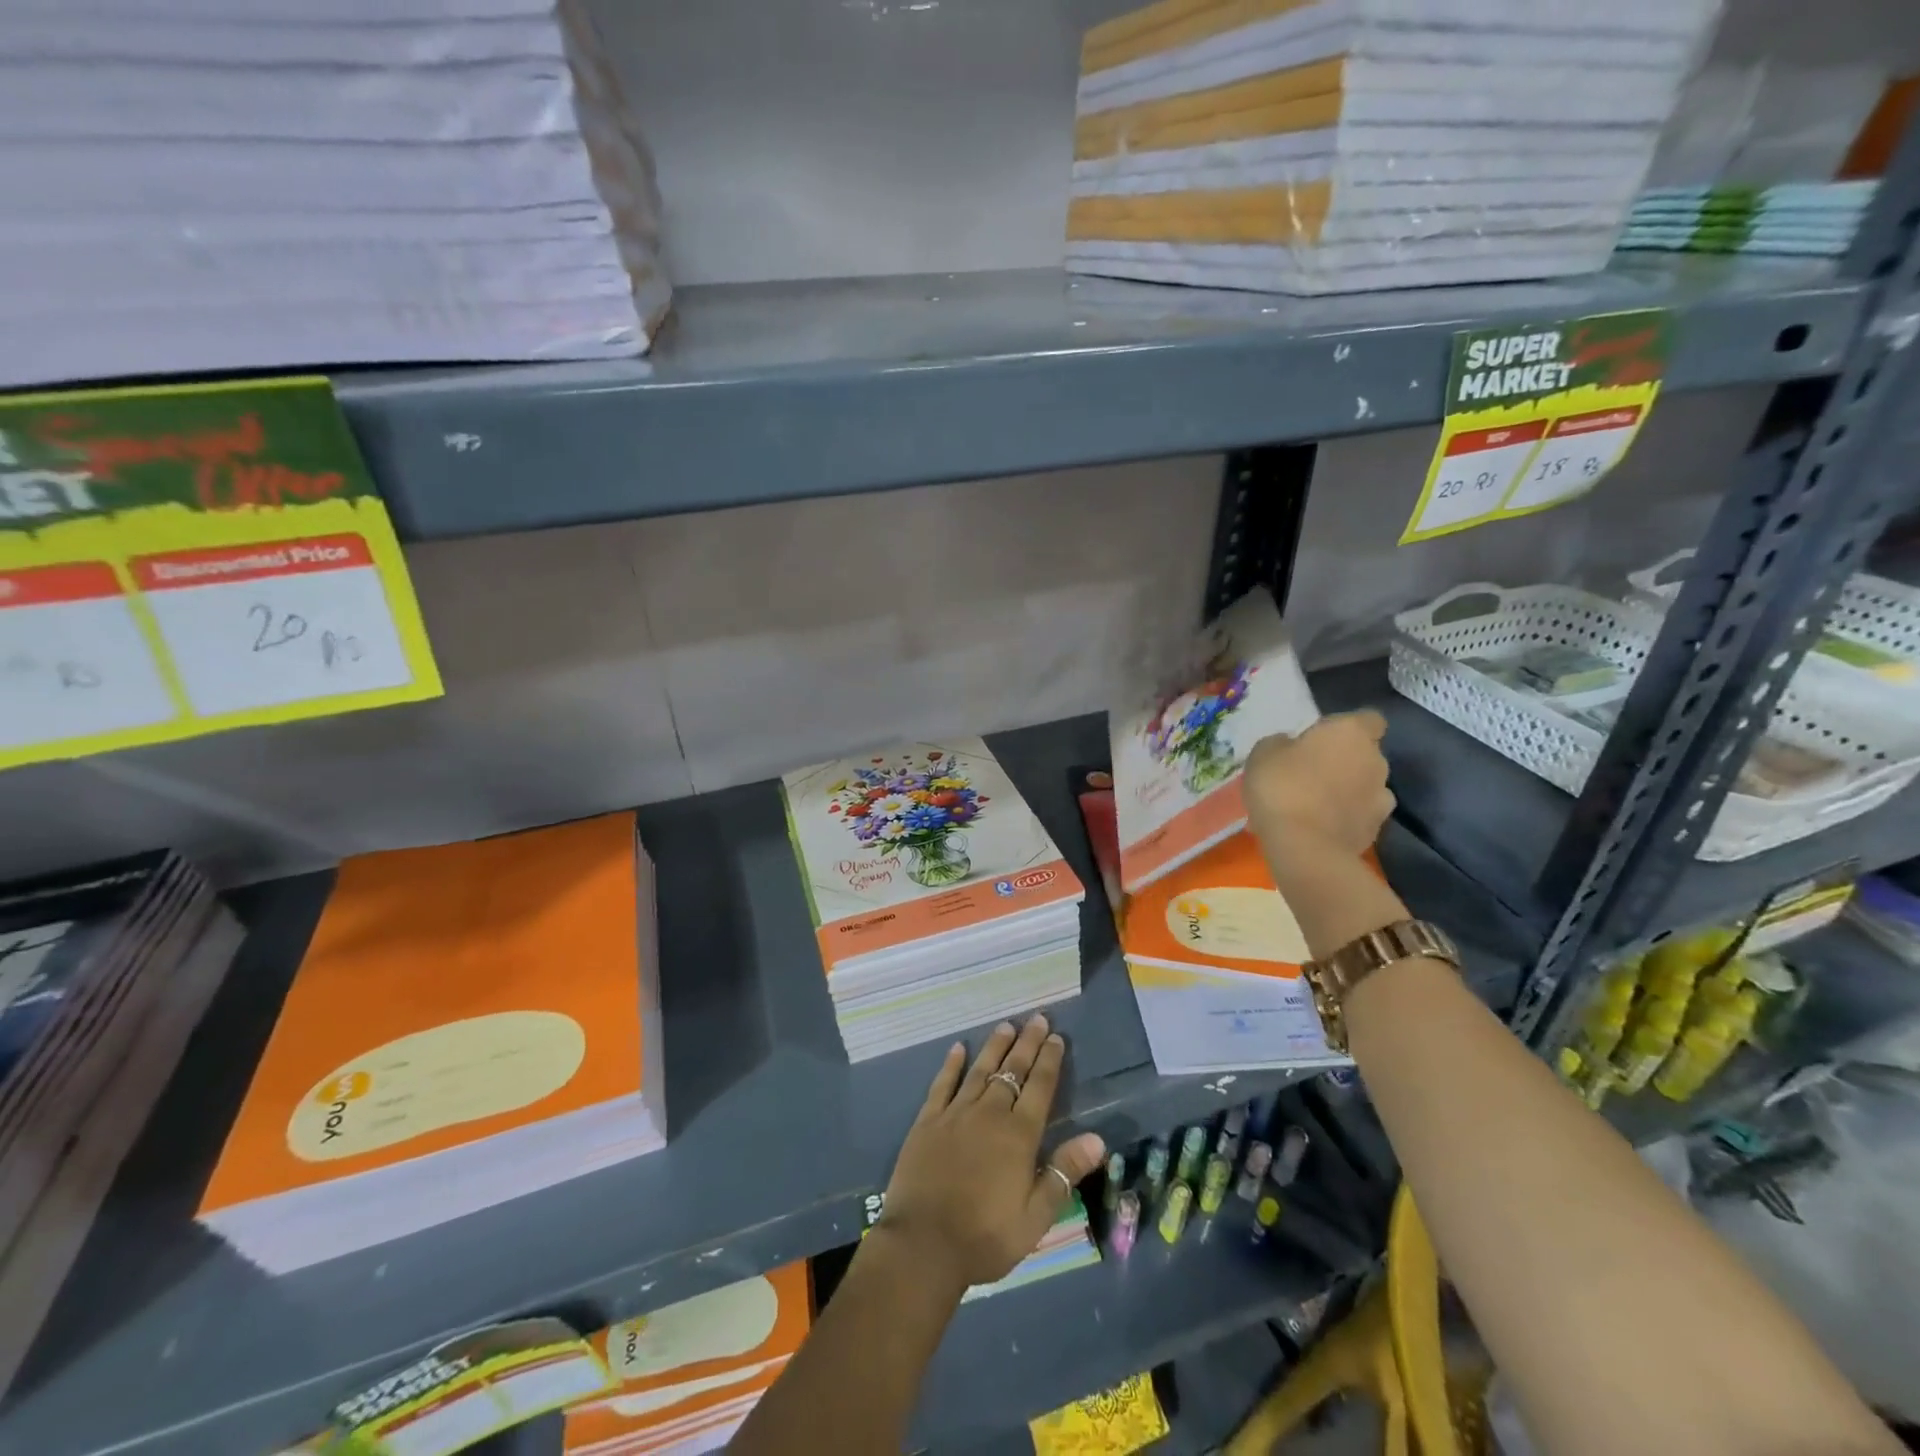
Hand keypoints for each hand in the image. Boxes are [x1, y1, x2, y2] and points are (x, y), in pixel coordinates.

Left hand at [877, 1015, 1105, 1292]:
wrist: (923, 1245)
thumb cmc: (985, 1237)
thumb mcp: (1035, 1217)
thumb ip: (1063, 1174)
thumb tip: (1098, 1139)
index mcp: (1018, 1136)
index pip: (1040, 1088)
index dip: (1049, 1061)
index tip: (1056, 1037)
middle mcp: (989, 1114)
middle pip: (1012, 1071)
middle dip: (1027, 1043)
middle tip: (1037, 1018)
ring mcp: (956, 1114)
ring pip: (980, 1071)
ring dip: (995, 1047)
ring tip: (1006, 1026)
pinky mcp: (928, 1121)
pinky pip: (942, 1084)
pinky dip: (951, 1064)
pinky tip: (958, 1048)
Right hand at [1243, 710, 1394, 857]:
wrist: (1303, 846)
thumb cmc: (1282, 786)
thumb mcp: (1263, 753)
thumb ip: (1283, 743)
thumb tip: (1291, 746)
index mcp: (1351, 733)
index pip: (1369, 719)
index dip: (1348, 727)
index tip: (1324, 737)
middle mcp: (1376, 760)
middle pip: (1365, 754)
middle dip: (1343, 761)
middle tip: (1310, 772)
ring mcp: (1381, 798)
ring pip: (1364, 787)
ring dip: (1346, 791)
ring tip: (1313, 805)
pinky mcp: (1375, 830)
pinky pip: (1358, 816)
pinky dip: (1344, 818)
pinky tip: (1318, 827)